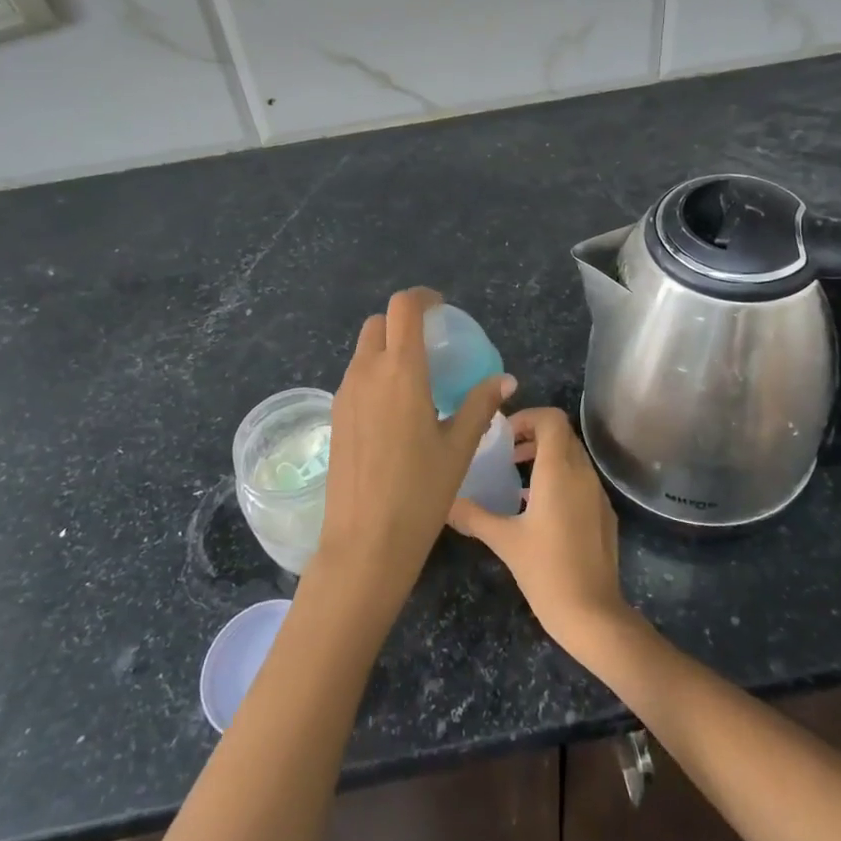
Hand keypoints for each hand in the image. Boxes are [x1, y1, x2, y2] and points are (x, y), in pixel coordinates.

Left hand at [312, 289, 509, 611]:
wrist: (365, 541)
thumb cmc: (420, 492)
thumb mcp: (459, 447)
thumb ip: (480, 405)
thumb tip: (505, 380)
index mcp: (400, 371)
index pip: (403, 308)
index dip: (422, 298)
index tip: (442, 309)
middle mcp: (366, 373)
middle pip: (378, 324)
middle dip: (402, 321)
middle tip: (431, 343)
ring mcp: (345, 395)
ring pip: (364, 351)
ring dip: (387, 349)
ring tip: (417, 379)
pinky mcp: (335, 416)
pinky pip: (355, 378)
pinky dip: (375, 375)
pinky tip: (396, 409)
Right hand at [448, 407, 634, 657]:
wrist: (593, 614)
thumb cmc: (546, 571)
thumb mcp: (504, 541)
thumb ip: (473, 516)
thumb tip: (443, 502)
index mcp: (559, 471)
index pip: (551, 419)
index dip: (527, 417)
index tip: (503, 435)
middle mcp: (582, 474)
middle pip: (562, 435)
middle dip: (533, 435)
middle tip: (505, 452)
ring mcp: (597, 494)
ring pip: (573, 457)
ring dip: (546, 457)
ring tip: (516, 478)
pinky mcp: (604, 514)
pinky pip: (581, 481)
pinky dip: (560, 479)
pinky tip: (538, 509)